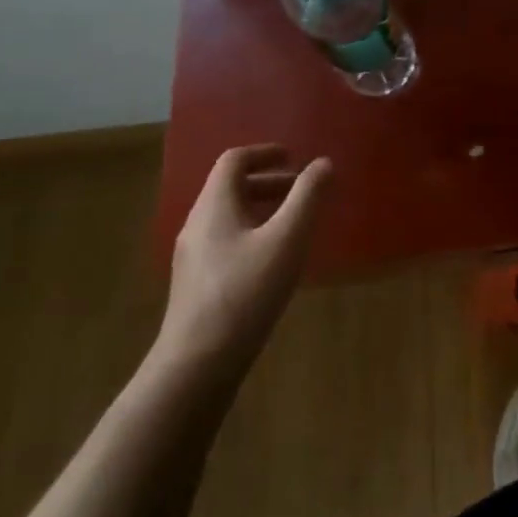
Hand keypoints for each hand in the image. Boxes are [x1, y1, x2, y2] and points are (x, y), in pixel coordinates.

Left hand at [156, 145, 332, 376]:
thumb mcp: (287, 239)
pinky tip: (275, 261)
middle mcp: (198, 224)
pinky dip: (254, 233)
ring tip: (295, 224)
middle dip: (269, 182)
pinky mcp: (197, 284)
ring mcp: (194, 256)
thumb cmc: (245, 293)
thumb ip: (307, 198)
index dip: (265, 152)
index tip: (294, 157)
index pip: (234, 160)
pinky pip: (226, 241)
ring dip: (263, 209)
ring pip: (229, 216)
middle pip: (231, 188)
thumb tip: (323, 163)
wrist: (197, 364)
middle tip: (303, 191)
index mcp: (214, 205)